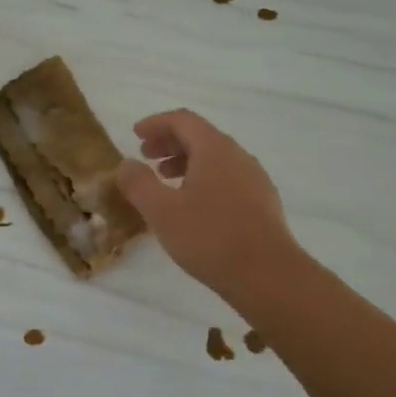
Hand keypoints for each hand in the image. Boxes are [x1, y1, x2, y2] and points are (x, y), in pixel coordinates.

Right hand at [114, 110, 302, 296]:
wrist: (269, 276)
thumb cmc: (210, 237)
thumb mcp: (162, 211)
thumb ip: (139, 183)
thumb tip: (126, 164)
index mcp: (214, 149)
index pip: (182, 120)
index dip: (156, 123)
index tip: (135, 135)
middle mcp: (238, 156)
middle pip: (200, 136)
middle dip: (170, 142)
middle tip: (146, 156)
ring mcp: (254, 179)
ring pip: (215, 158)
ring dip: (187, 162)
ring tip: (166, 180)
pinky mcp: (263, 202)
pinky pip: (228, 177)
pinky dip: (204, 178)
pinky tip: (194, 205)